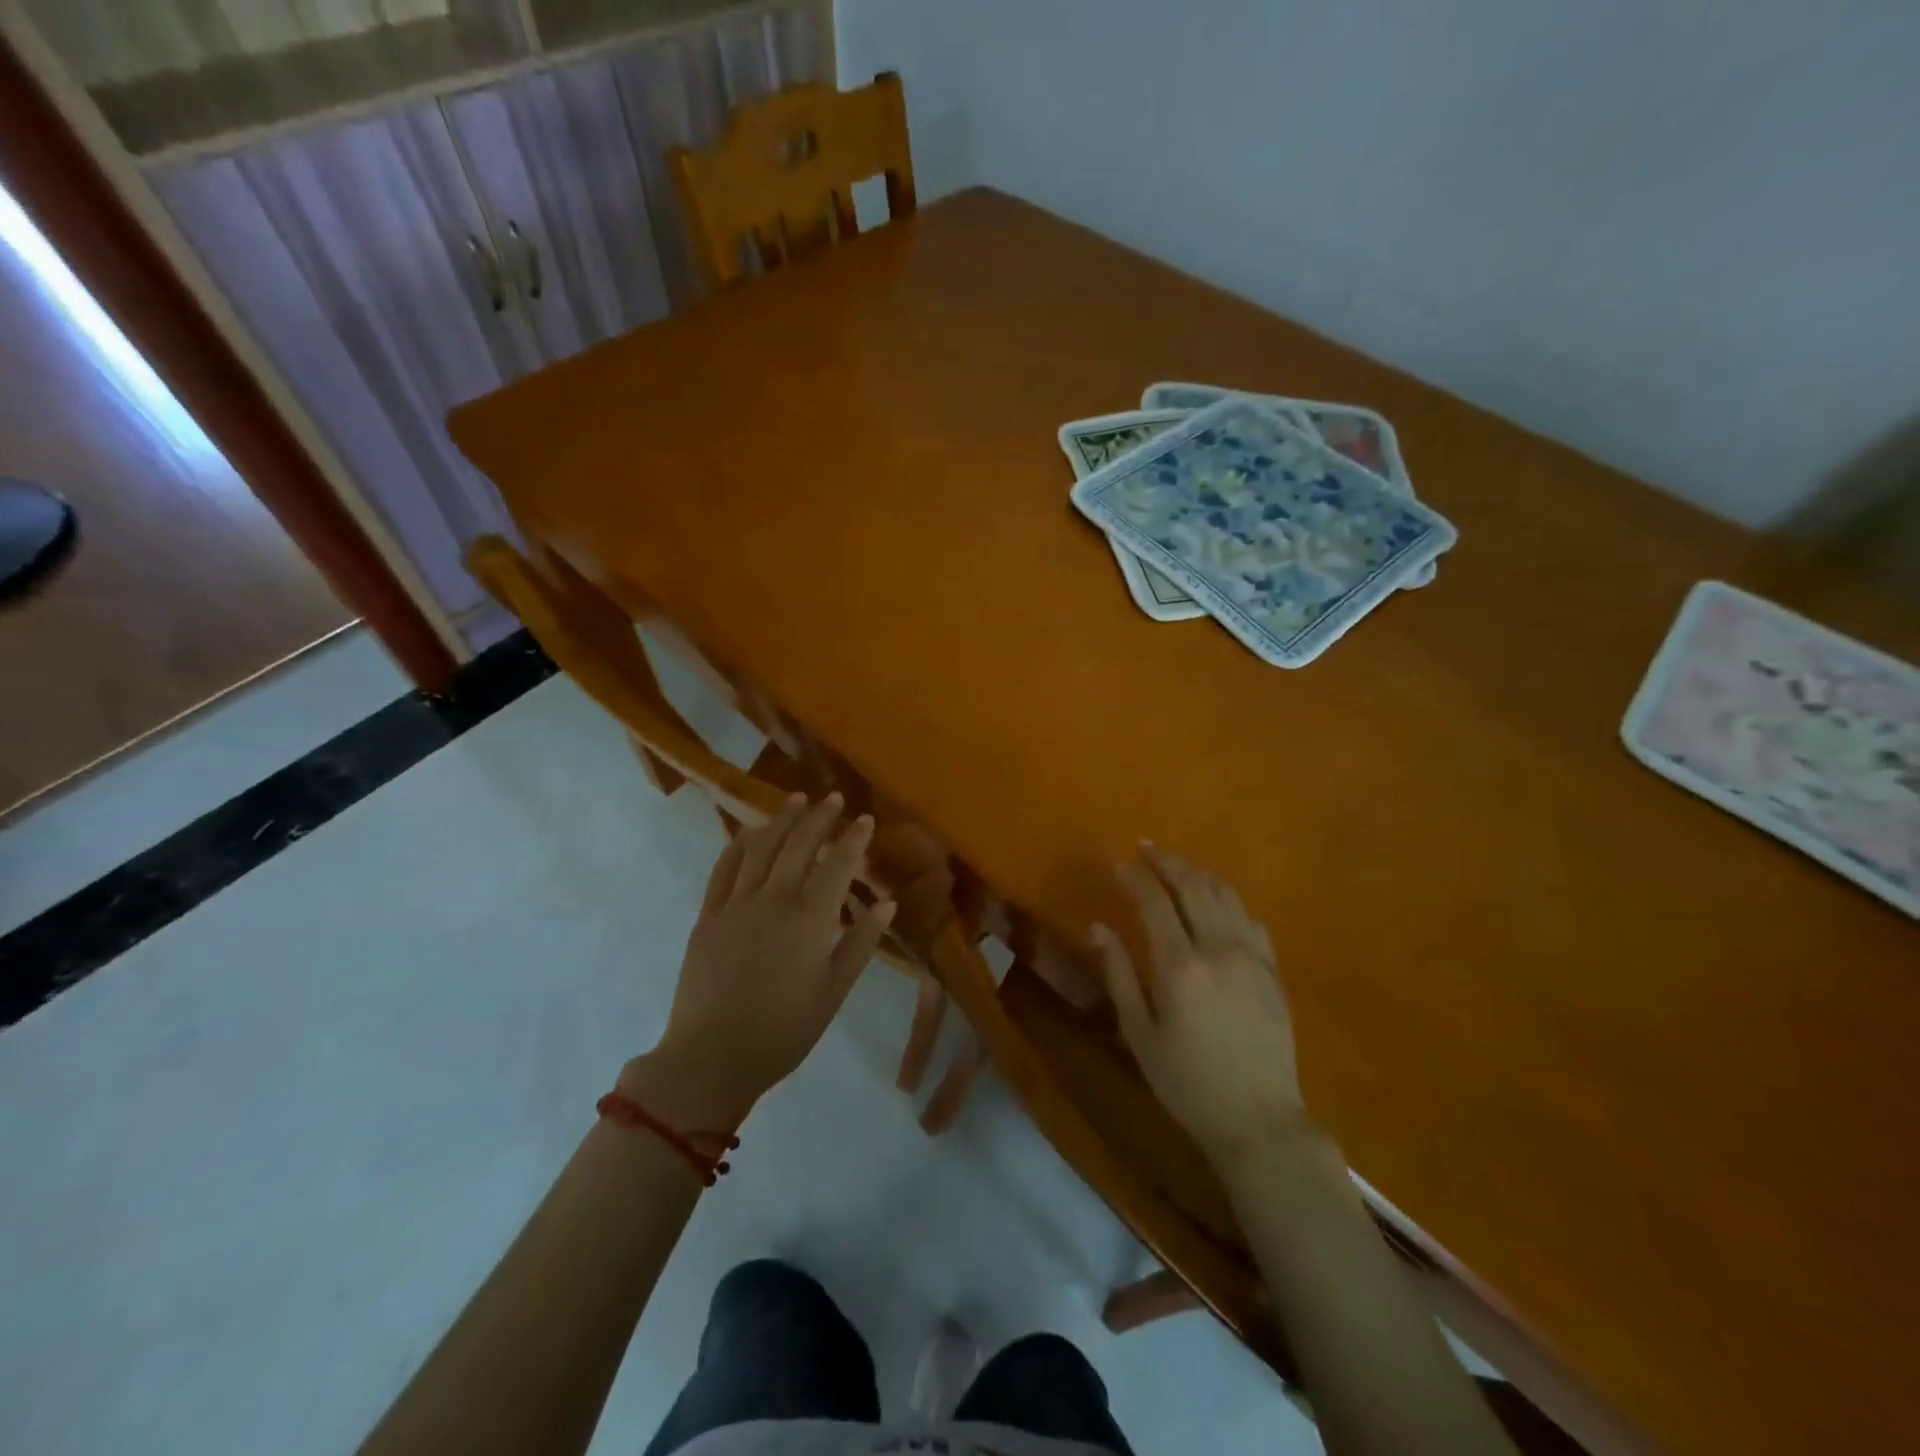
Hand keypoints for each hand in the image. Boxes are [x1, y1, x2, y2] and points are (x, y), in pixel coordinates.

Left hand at [636, 794, 894, 1123]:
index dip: (854, 838)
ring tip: (796, 800)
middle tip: (833, 799)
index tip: (866, 819)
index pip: (838, 863)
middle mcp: (774, 899)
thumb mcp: (834, 991)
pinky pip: (724, 868)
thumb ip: (861, 942)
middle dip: (819, 817)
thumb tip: (886, 902)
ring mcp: (736, 904)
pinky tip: (749, 832)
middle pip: (799, 845)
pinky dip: (739, 844)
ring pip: (761, 848)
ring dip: (781, 820)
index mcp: (810, 918)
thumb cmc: (784, 1030)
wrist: (712, 1057)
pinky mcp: (708, 915)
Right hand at [1091, 845, 1305, 1165]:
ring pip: (1226, 896)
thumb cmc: (1186, 1082)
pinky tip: (1218, 899)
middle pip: (1193, 887)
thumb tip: (1099, 927)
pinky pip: (1252, 919)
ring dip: (1198, 873)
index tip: (1118, 863)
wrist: (1258, 1120)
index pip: (1154, 902)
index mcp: (1179, 967)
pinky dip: (1230, 899)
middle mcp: (1219, 950)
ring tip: (1178, 865)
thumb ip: (1118, 975)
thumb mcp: (1139, 1034)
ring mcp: (1252, 958)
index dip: (1135, 877)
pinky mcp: (1274, 971)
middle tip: (1147, 848)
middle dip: (1167, 862)